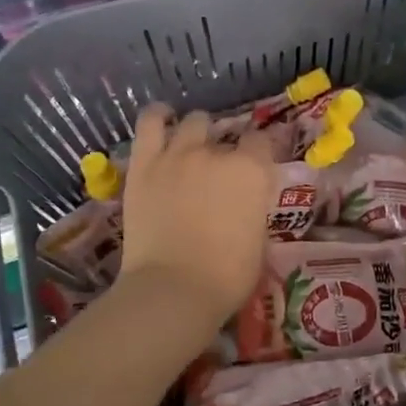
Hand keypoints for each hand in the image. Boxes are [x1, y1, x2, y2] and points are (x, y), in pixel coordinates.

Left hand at [118, 104, 274, 327]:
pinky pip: (150, 122)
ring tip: (192, 146)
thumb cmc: (227, 277)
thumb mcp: (258, 242)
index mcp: (252, 172)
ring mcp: (178, 154)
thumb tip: (245, 205)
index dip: (259, 154)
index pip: (262, 142)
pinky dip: (158, 117)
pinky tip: (162, 119)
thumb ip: (253, 211)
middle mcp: (217, 153)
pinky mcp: (144, 163)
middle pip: (226, 134)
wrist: (174, 289)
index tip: (255, 167)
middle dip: (225, 150)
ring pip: (193, 122)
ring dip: (197, 132)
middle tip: (218, 173)